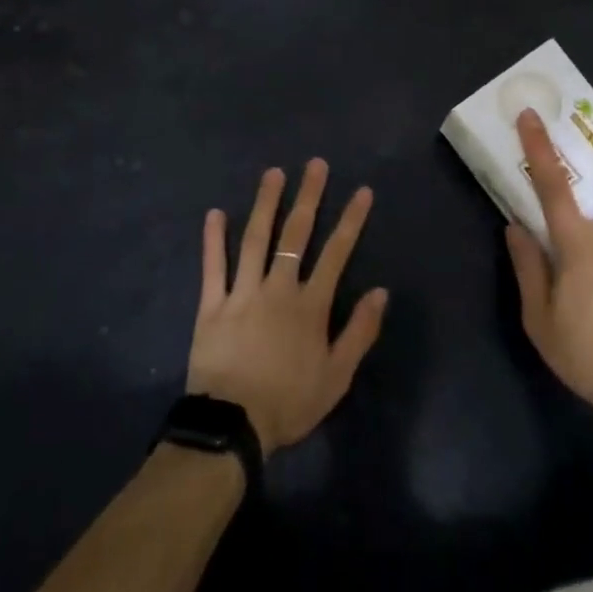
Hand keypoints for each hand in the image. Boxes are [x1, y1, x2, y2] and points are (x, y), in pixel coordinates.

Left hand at [187, 159, 389, 456]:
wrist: (232, 426)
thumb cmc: (289, 403)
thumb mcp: (337, 376)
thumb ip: (360, 332)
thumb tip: (381, 291)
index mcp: (309, 305)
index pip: (336, 253)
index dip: (351, 220)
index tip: (362, 191)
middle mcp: (278, 288)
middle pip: (296, 234)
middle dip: (308, 196)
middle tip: (315, 165)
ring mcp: (242, 292)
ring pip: (255, 239)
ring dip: (265, 203)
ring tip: (273, 173)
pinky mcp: (212, 304)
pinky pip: (213, 266)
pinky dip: (213, 239)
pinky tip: (215, 213)